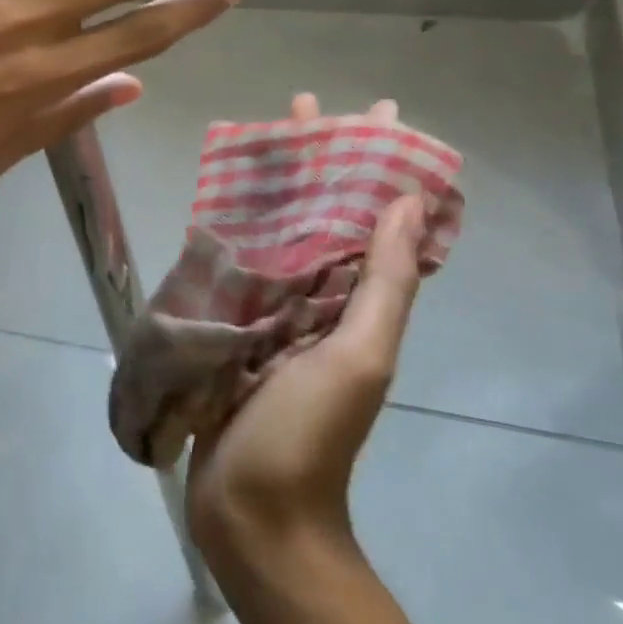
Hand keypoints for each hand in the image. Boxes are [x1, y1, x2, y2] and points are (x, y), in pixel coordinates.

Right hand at [186, 93, 428, 572]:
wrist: (252, 515)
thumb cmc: (308, 436)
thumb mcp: (358, 358)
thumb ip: (382, 284)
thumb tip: (407, 201)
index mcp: (355, 305)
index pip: (372, 218)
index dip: (376, 164)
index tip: (373, 112)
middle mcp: (318, 302)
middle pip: (320, 216)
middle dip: (316, 162)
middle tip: (301, 108)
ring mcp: (270, 317)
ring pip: (276, 236)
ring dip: (272, 189)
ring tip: (259, 141)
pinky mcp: (228, 332)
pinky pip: (234, 270)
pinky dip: (231, 234)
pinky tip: (215, 205)